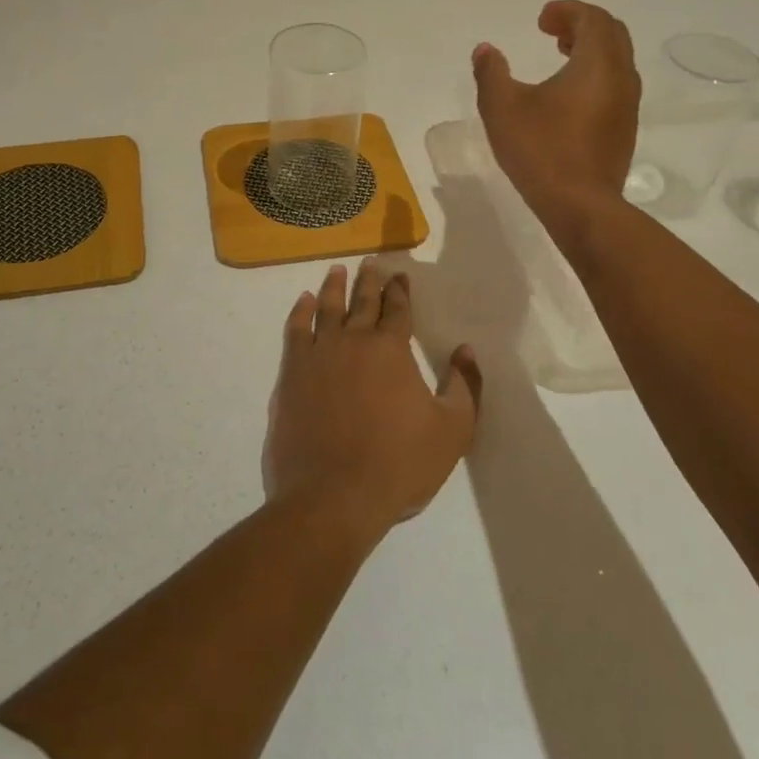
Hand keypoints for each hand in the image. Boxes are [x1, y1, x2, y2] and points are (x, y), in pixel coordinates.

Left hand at [265, 261, 481, 541]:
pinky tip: (304, 302)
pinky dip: (300, 311)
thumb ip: (464, 387)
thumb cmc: (398, 464)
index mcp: (391, 350)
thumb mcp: (452, 431)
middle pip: (362, 302)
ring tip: (337, 271)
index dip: (400, 291)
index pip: (398, 310)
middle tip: (370, 262)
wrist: (332, 496)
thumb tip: (466, 350)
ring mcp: (318, 354)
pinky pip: (296, 330)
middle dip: (369, 280)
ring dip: (334, 287)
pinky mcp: (291, 373)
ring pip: (327, 308)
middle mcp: (354, 341)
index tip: (400, 276)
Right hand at [473, 0, 640, 244]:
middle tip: (551, 32)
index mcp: (597, 64)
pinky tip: (567, 95)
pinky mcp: (624, 130)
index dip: (567, 11)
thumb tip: (485, 50)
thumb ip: (491, 73)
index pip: (593, 19)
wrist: (581, 206)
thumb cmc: (541, 151)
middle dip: (582, 25)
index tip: (540, 21)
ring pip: (617, 60)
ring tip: (560, 56)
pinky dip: (595, 74)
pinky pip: (615, 85)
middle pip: (612, 34)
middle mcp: (621, 78)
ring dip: (590, 50)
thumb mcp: (502, 108)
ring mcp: (627, 106)